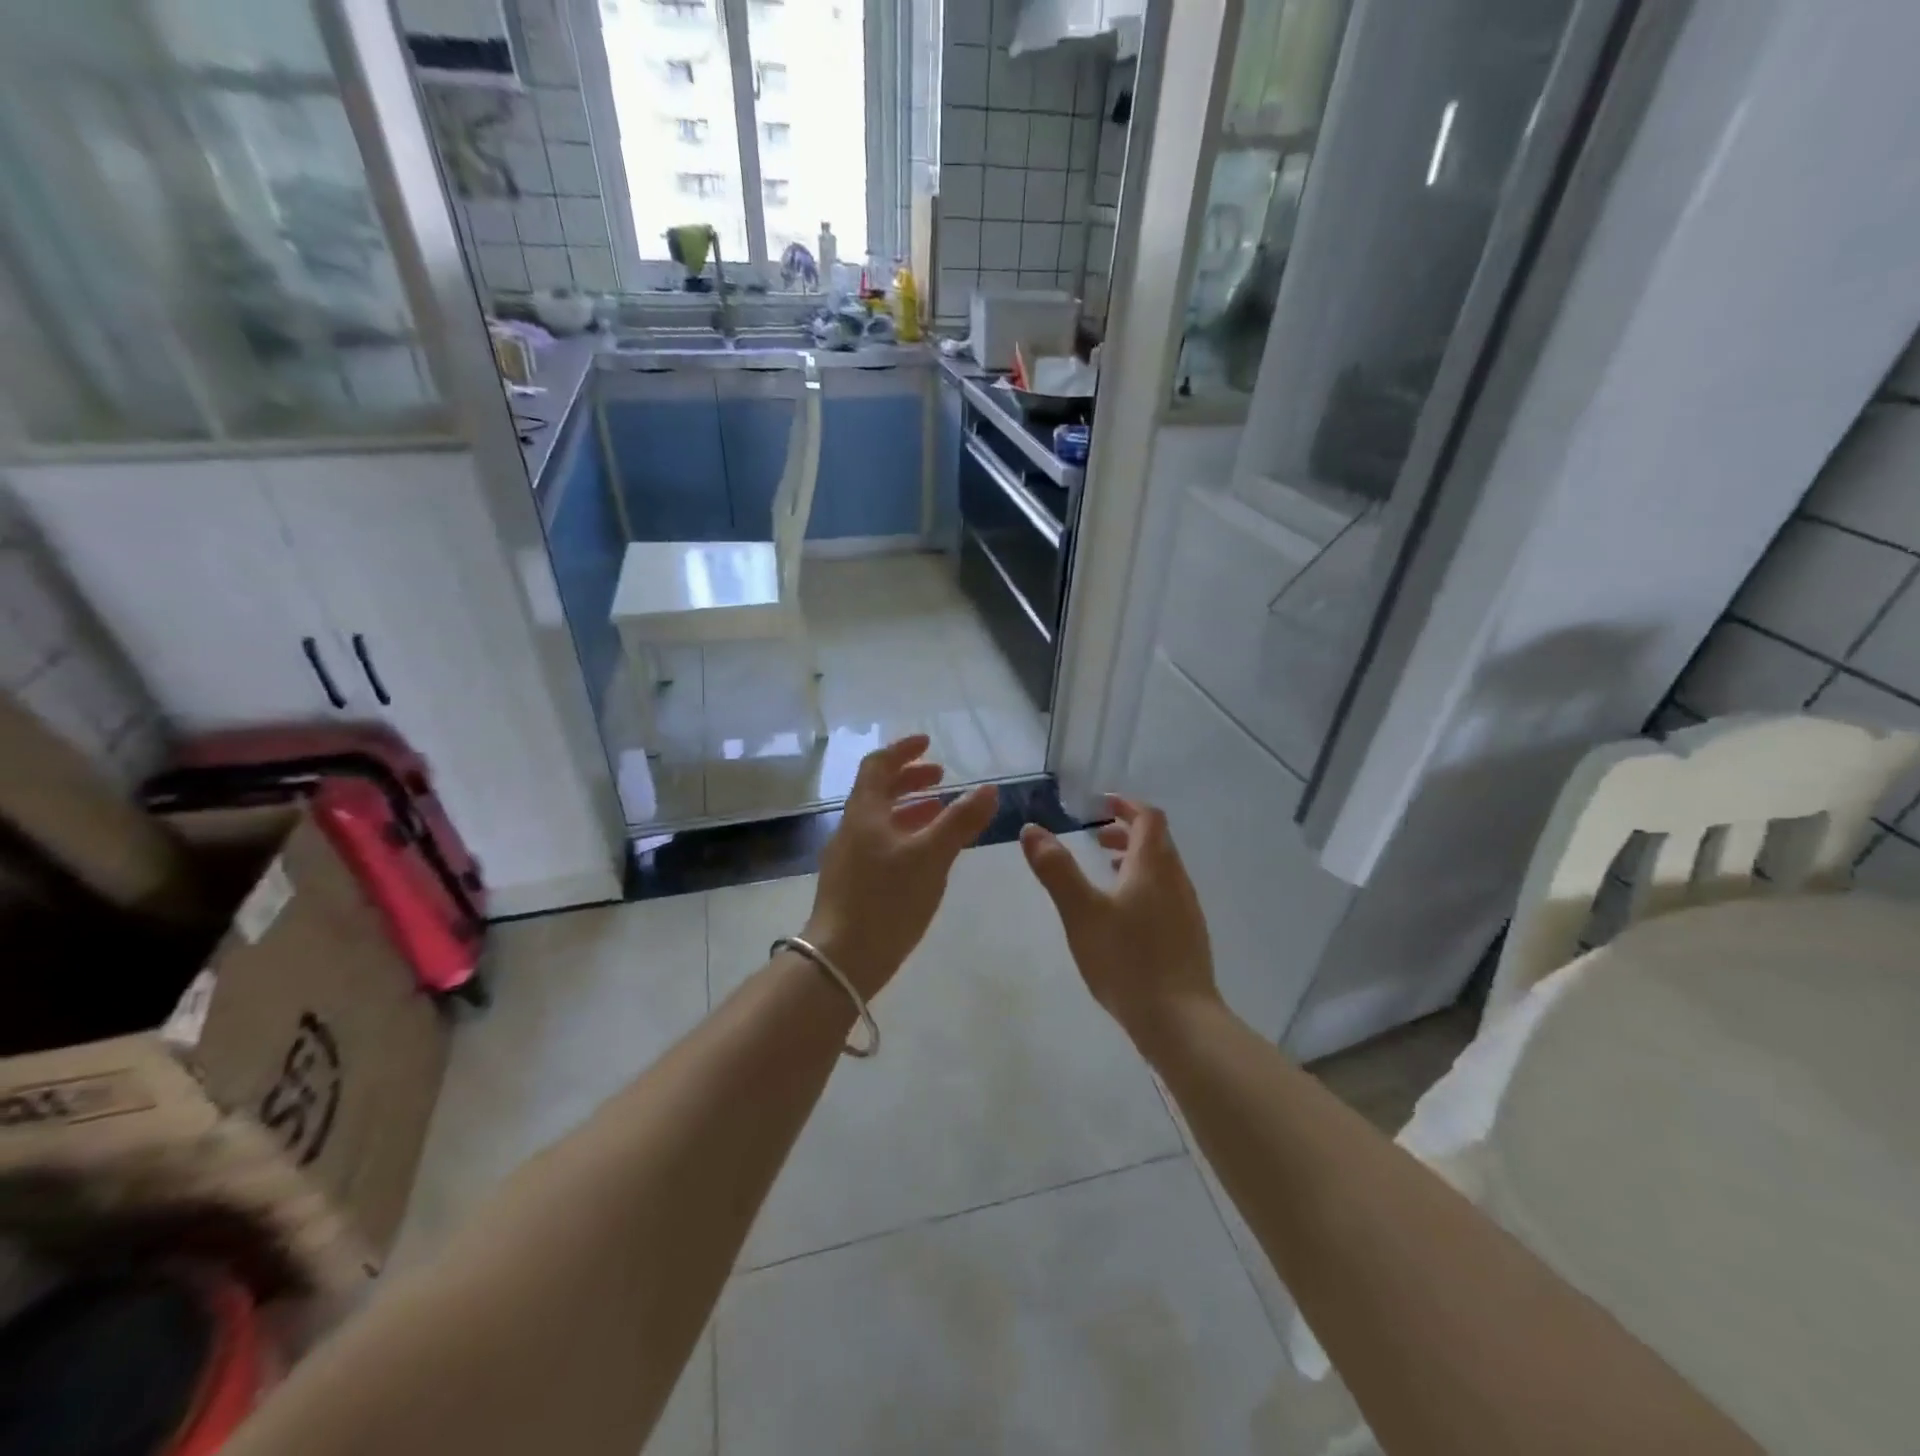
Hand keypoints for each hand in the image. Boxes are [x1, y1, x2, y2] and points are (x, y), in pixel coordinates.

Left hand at [804, 734, 998, 998]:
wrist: (841, 960)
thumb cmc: (886, 900)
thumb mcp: (931, 857)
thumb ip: (960, 821)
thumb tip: (990, 789)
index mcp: (864, 812)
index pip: (878, 765)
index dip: (903, 750)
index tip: (928, 743)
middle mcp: (852, 828)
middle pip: (878, 791)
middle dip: (910, 779)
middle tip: (942, 778)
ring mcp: (848, 857)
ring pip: (880, 819)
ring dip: (909, 808)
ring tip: (940, 812)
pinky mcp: (852, 883)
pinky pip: (880, 843)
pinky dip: (904, 835)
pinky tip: (924, 855)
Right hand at [1019, 796, 1219, 1051]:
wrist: (1179, 1021)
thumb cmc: (1126, 960)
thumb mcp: (1081, 912)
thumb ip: (1056, 869)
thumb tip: (1032, 829)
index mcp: (1153, 867)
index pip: (1148, 818)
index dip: (1127, 805)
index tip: (1103, 803)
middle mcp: (1176, 881)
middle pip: (1158, 842)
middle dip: (1128, 832)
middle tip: (1097, 836)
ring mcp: (1187, 911)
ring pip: (1163, 870)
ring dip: (1136, 861)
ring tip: (1107, 871)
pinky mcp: (1188, 937)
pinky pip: (1166, 895)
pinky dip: (1145, 886)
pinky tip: (1125, 915)